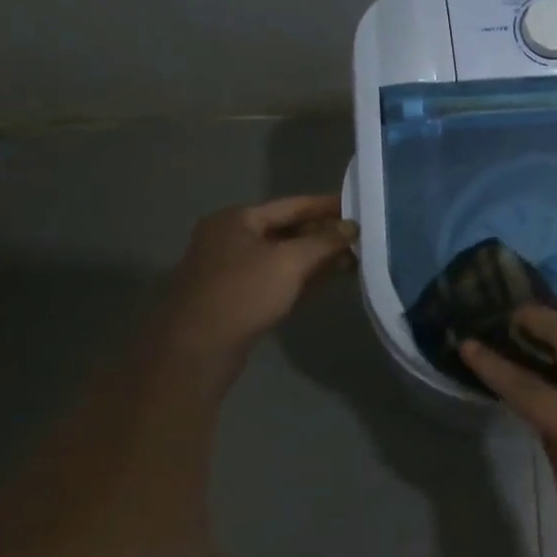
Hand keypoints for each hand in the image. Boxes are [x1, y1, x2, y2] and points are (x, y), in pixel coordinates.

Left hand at [151, 195, 356, 388]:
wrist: (196, 351)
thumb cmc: (242, 293)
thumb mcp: (290, 261)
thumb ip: (324, 241)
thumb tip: (352, 227)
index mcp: (237, 219)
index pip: (293, 205)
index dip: (328, 206)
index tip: (359, 207)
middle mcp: (231, 238)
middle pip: (288, 229)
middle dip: (324, 235)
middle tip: (361, 238)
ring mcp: (231, 269)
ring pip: (283, 256)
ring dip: (317, 258)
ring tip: (353, 260)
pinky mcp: (236, 297)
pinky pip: (276, 277)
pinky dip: (302, 277)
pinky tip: (328, 281)